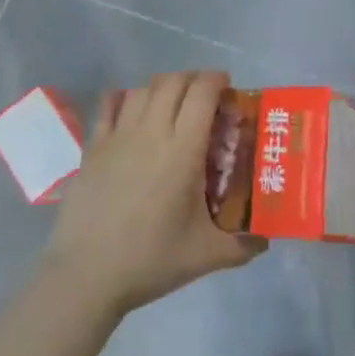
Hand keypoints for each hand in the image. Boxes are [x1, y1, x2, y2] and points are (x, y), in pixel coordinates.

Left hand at [42, 71, 264, 316]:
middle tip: (204, 96)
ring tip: (171, 103)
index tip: (227, 88)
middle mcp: (151, 132)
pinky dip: (123, 98)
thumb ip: (243, 245)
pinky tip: (129, 107)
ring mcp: (118, 137)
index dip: (217, 80)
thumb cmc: (151, 261)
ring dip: (162, 87)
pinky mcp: (92, 148)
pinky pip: (108, 105)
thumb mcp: (206, 256)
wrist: (86, 276)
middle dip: (193, 79)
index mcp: (184, 150)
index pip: (202, 93)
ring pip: (142, 89)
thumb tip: (268, 239)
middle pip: (173, 82)